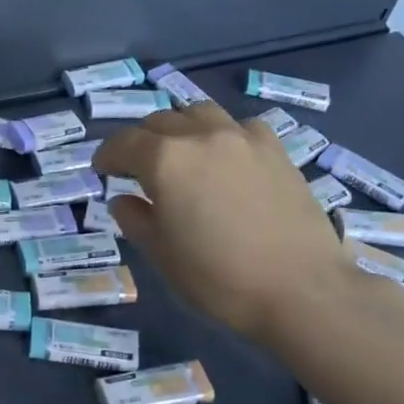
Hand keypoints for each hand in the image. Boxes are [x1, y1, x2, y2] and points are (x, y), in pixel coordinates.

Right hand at [94, 103, 348, 344]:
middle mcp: (201, 136)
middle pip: (159, 122)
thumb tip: (124, 200)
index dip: (107, 155)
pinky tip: (225, 159)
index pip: (123, 143)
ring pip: (199, 113)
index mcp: (165, 160)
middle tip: (136, 168)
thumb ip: (135, 220)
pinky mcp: (276, 149)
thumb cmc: (219, 277)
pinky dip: (221, 135)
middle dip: (141, 141)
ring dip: (180, 129)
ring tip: (180, 154)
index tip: (102, 170)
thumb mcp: (161, 255)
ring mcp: (243, 138)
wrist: (301, 289)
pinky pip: (238, 127)